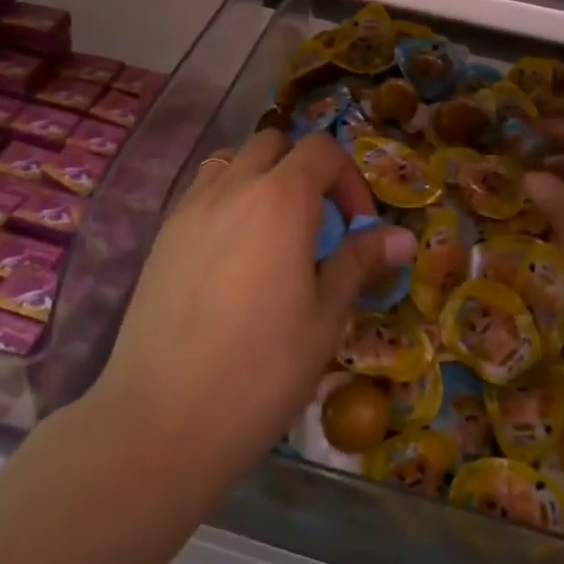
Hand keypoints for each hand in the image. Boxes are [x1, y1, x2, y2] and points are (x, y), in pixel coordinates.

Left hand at [89, 130, 416, 491]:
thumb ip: (359, 263)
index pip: (322, 150)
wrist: (162, 420)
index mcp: (281, 199)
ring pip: (232, 161)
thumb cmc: (261, 370)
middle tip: (317, 225)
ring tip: (272, 234)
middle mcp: (232, 187)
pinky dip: (227, 201)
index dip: (349, 179)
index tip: (357, 227)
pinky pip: (201, 193)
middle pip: (274, 143)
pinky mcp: (162, 236)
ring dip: (261, 178)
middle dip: (304, 169)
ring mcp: (190, 208)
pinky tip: (231, 258)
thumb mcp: (325, 318)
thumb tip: (402, 236)